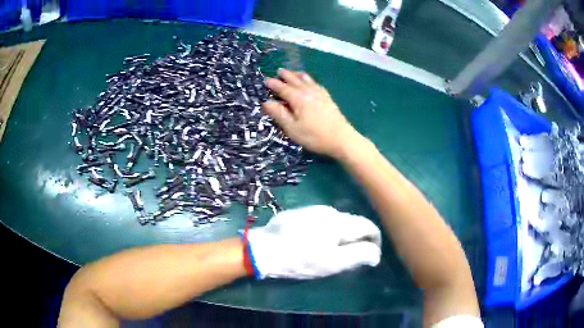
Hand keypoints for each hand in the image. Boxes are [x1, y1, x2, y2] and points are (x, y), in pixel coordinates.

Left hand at [246, 205, 381, 278]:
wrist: (262, 250)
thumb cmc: (300, 260)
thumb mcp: (332, 263)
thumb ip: (359, 255)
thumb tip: (376, 252)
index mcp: (340, 222)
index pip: (368, 226)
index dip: (375, 241)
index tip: (371, 254)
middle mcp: (330, 210)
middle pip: (354, 223)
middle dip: (357, 239)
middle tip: (350, 258)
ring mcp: (313, 209)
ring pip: (338, 221)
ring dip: (341, 235)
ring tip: (331, 252)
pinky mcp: (301, 212)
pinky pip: (323, 220)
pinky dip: (327, 231)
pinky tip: (314, 242)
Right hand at [262, 69, 360, 158]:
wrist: (341, 138)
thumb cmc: (314, 136)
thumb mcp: (292, 128)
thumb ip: (278, 114)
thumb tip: (266, 102)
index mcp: (297, 98)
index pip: (282, 88)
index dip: (273, 84)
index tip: (266, 80)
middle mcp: (308, 91)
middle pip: (295, 80)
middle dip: (286, 75)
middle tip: (279, 71)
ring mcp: (320, 93)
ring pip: (307, 80)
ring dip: (297, 75)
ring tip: (293, 73)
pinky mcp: (328, 98)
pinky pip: (316, 83)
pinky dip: (309, 80)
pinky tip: (310, 83)